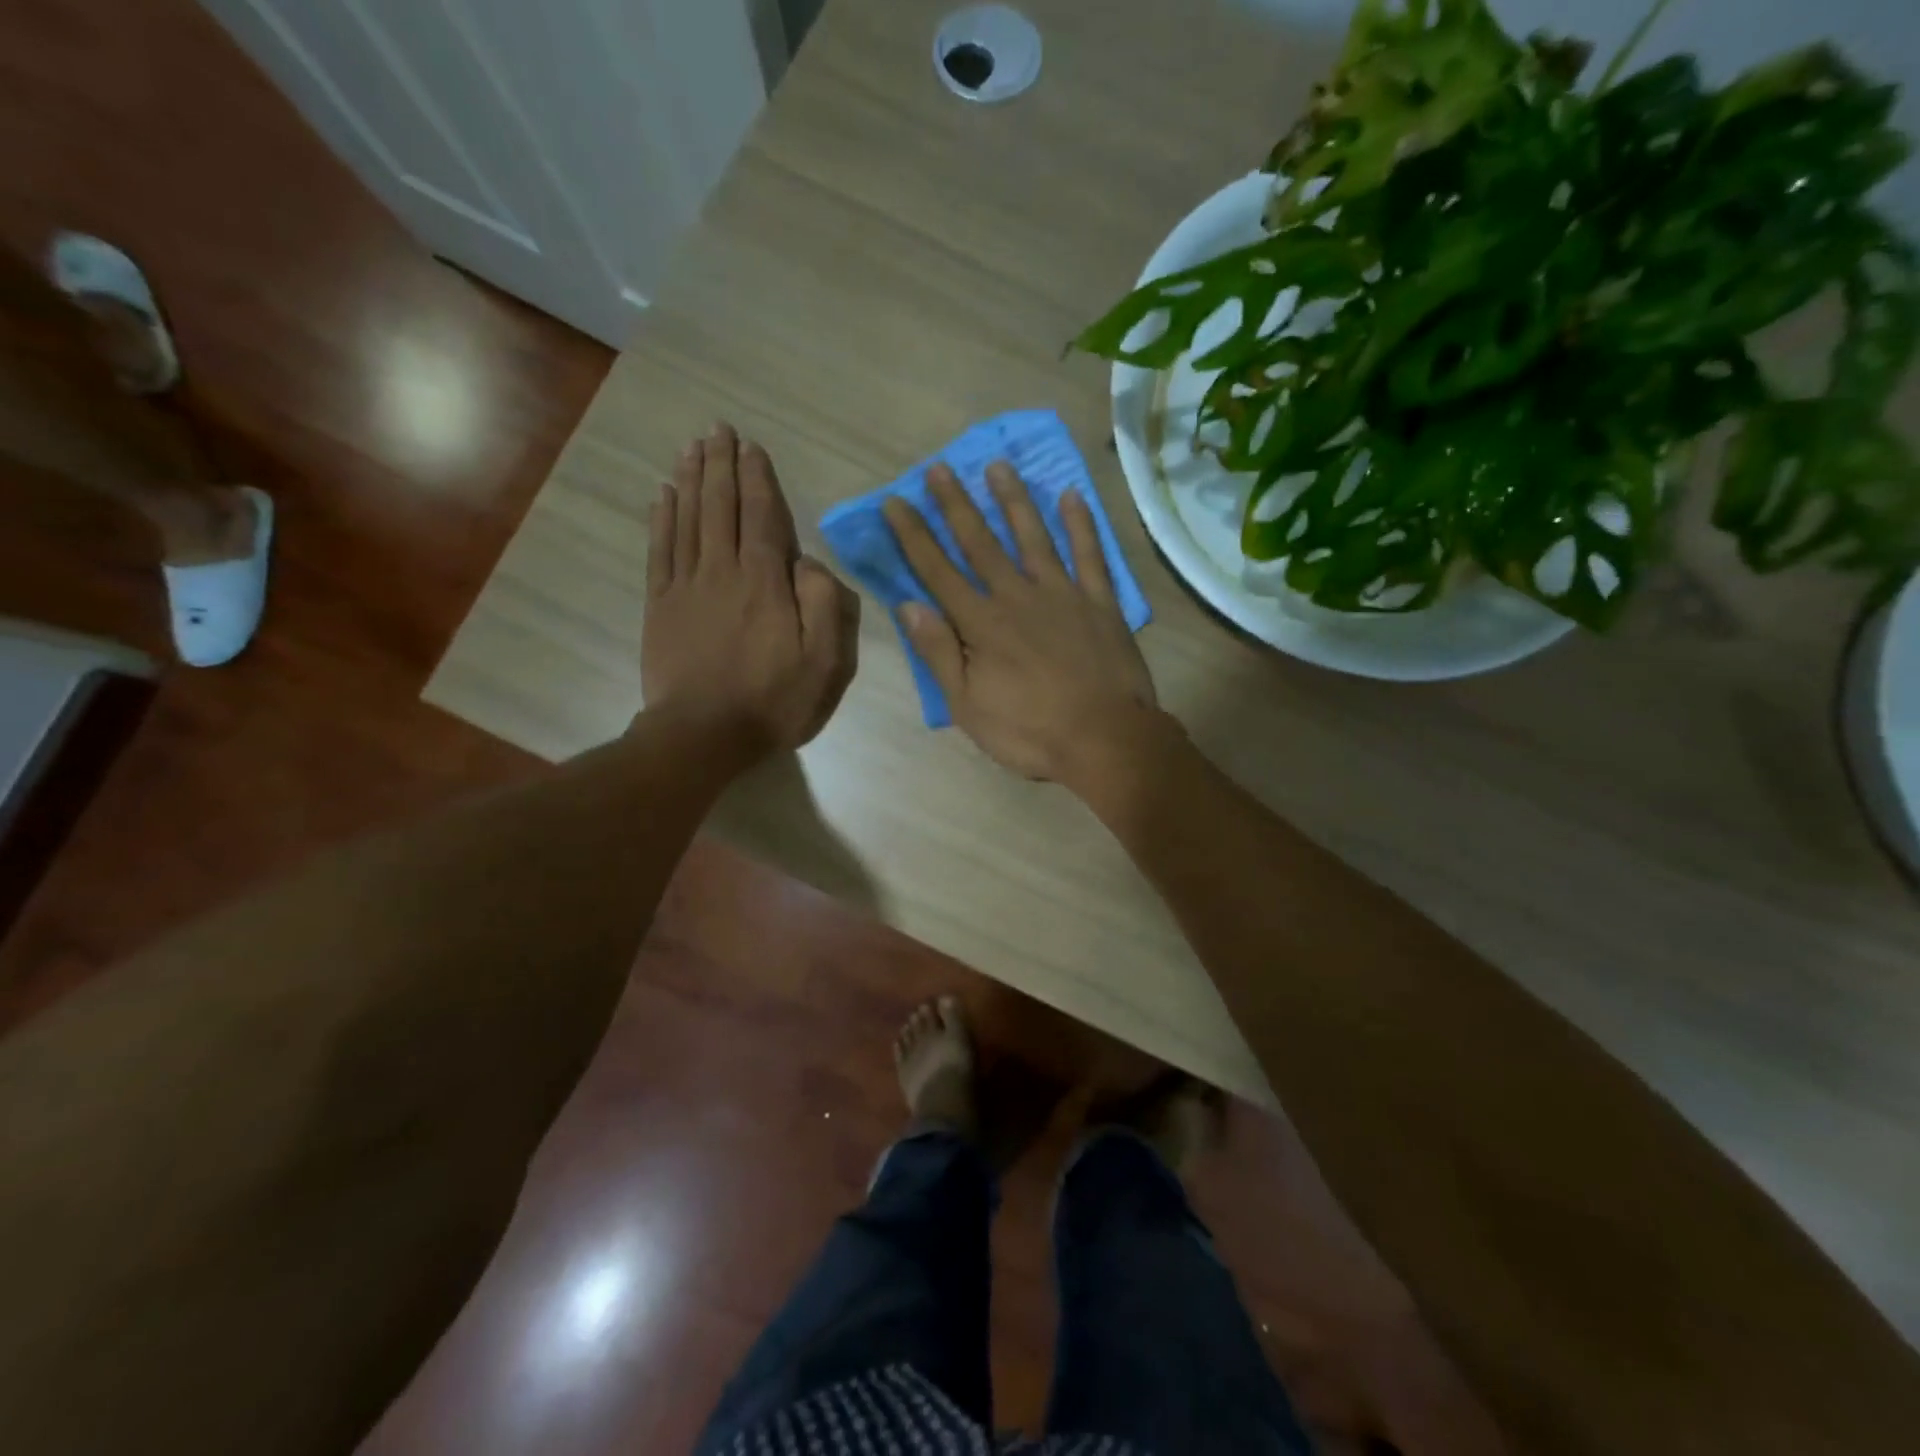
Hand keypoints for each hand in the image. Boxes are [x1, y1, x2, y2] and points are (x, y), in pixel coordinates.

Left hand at [642, 424, 858, 752]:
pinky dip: (661, 518)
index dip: (758, 478)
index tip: (752, 446)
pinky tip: (663, 495)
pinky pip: (660, 550)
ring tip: (693, 447)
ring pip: (688, 519)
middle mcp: (722, 571)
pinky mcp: (660, 606)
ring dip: (692, 480)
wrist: (703, 735)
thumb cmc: (772, 701)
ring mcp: (686, 586)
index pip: (762, 517)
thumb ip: (824, 605)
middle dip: (721, 465)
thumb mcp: (824, 662)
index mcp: (765, 582)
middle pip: (720, 506)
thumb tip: (809, 562)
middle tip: (718, 429)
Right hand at [883, 462, 1158, 785]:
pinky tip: (1071, 496)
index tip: (895, 501)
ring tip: (999, 466)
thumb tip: (909, 606)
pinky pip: (1090, 555)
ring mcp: (1062, 594)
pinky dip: (1081, 525)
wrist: (1104, 739)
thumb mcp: (968, 706)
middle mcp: (1017, 597)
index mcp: (981, 624)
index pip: (938, 572)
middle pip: (981, 543)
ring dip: (1013, 501)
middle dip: (956, 505)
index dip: (914, 536)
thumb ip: (939, 653)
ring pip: (1032, 537)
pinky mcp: (1099, 602)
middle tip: (940, 467)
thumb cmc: (1030, 731)